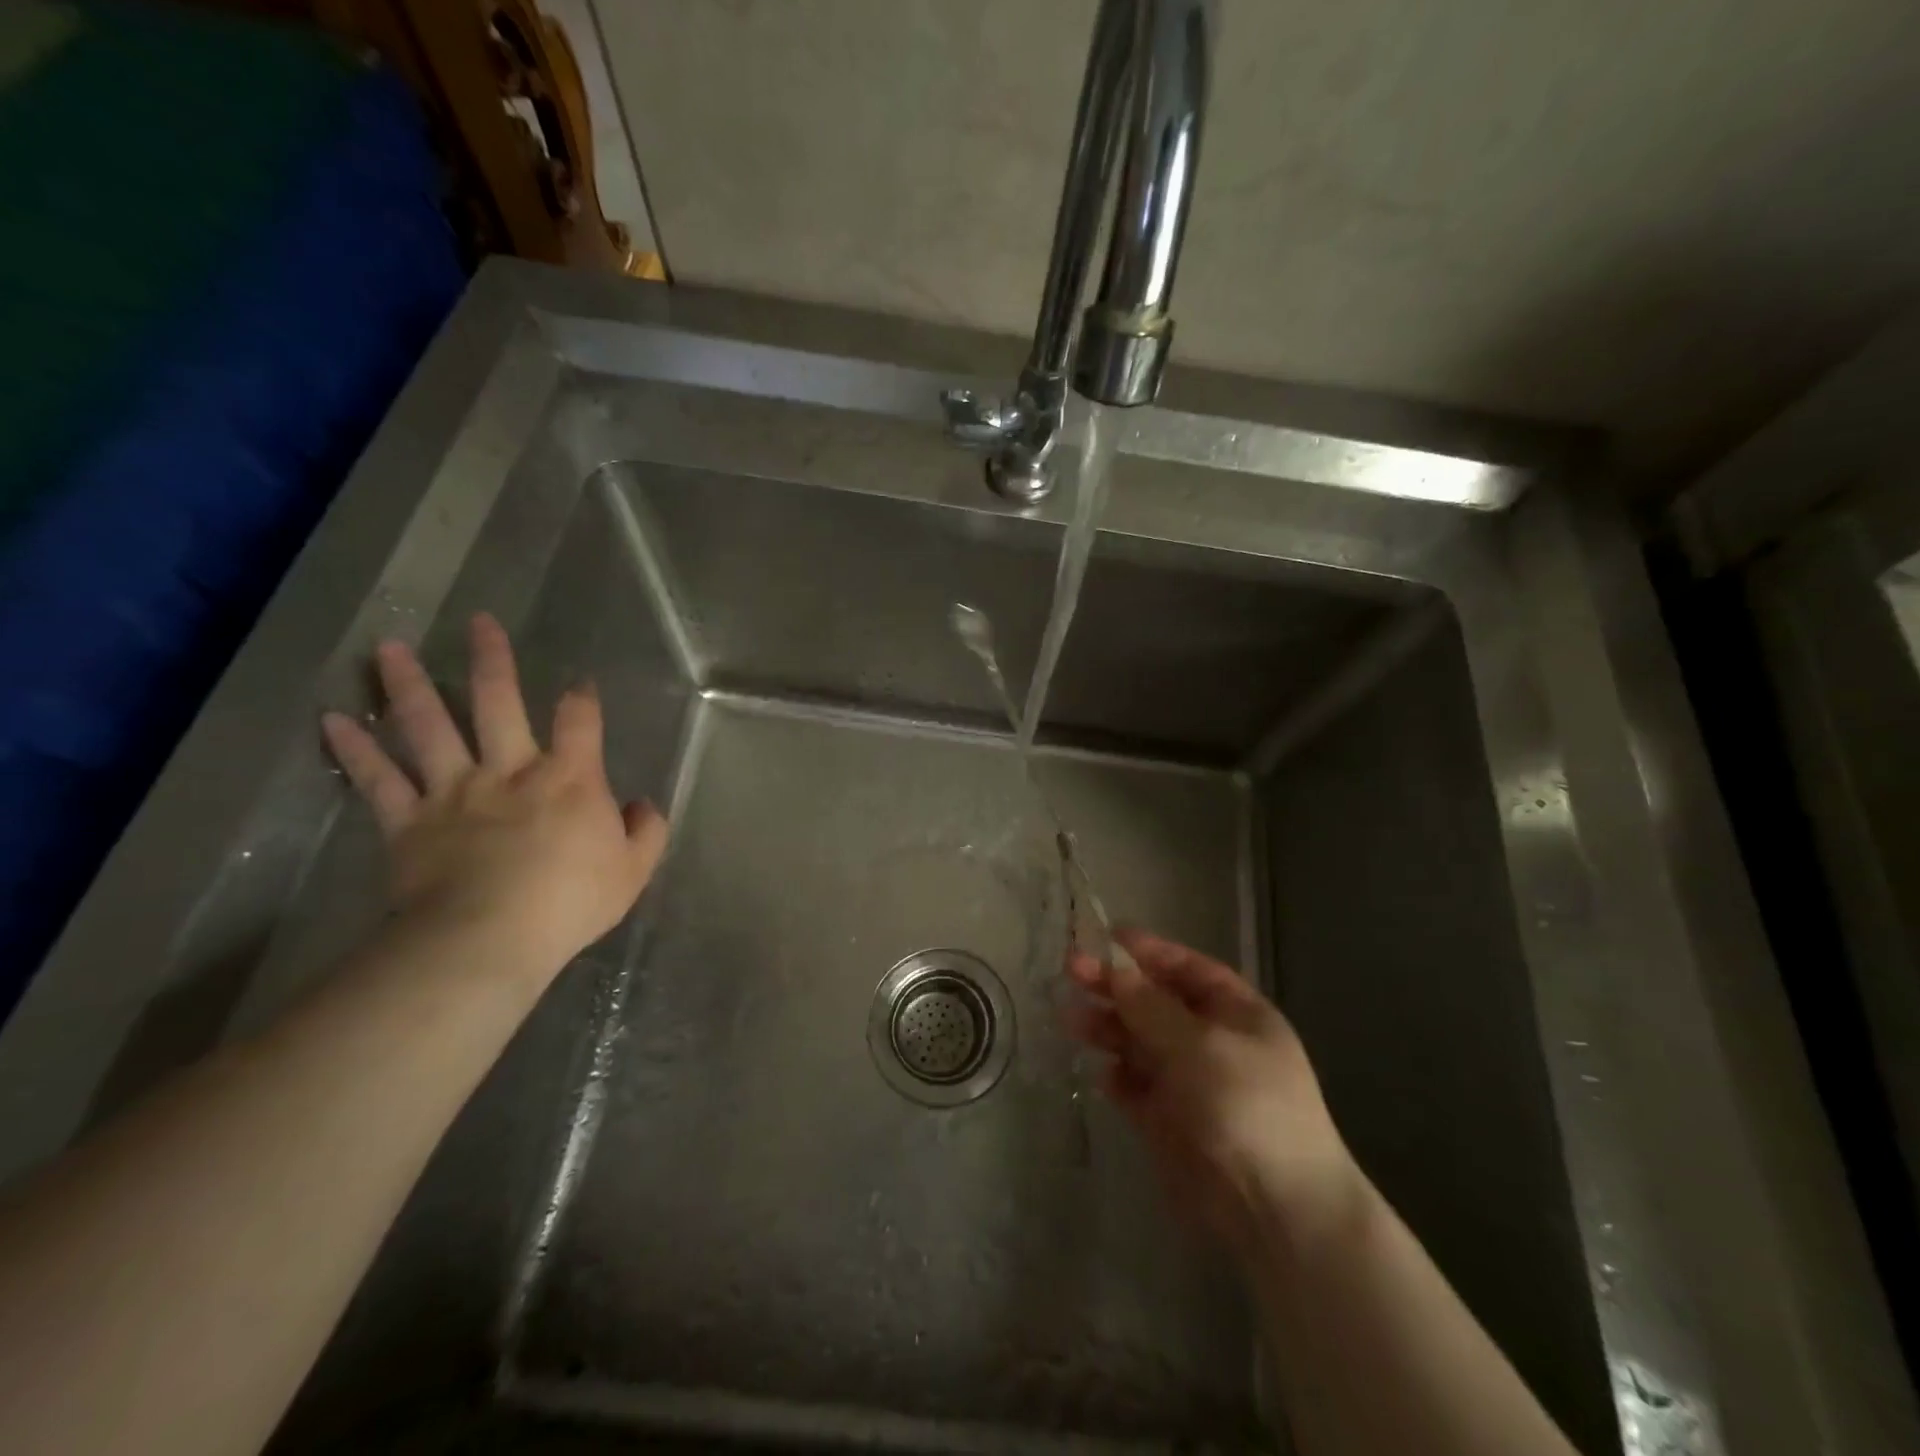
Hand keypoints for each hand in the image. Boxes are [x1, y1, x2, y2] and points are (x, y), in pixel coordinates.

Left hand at [320, 613, 668, 977]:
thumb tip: (642, 806)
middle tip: (479, 622)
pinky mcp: (408, 822)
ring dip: (409, 686)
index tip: (581, 682)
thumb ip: (646, 831)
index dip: (582, 698)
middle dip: (492, 660)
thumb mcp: (633, 870)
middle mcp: (510, 770)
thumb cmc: (571, 901)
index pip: (580, 722)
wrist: (490, 939)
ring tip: (389, 648)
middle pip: (498, 703)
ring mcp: (454, 791)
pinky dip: (355, 750)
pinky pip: (378, 780)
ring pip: (428, 727)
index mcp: (569, 779)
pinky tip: (330, 721)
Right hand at [1066, 928, 1361, 1257]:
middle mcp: (1211, 1042)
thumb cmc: (1247, 1106)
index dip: (1147, 951)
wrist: (1275, 1209)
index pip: (1187, 969)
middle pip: (1155, 1002)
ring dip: (1107, 1028)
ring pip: (1139, 1042)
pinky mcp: (1168, 1122)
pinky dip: (1117, 1077)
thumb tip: (1115, 970)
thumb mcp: (1200, 1045)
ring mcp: (1189, 1082)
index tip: (1104, 937)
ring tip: (1069, 1019)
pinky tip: (1101, 1074)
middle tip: (1071, 970)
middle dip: (1116, 986)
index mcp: (1236, 1014)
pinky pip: (1135, 1087)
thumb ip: (1151, 1006)